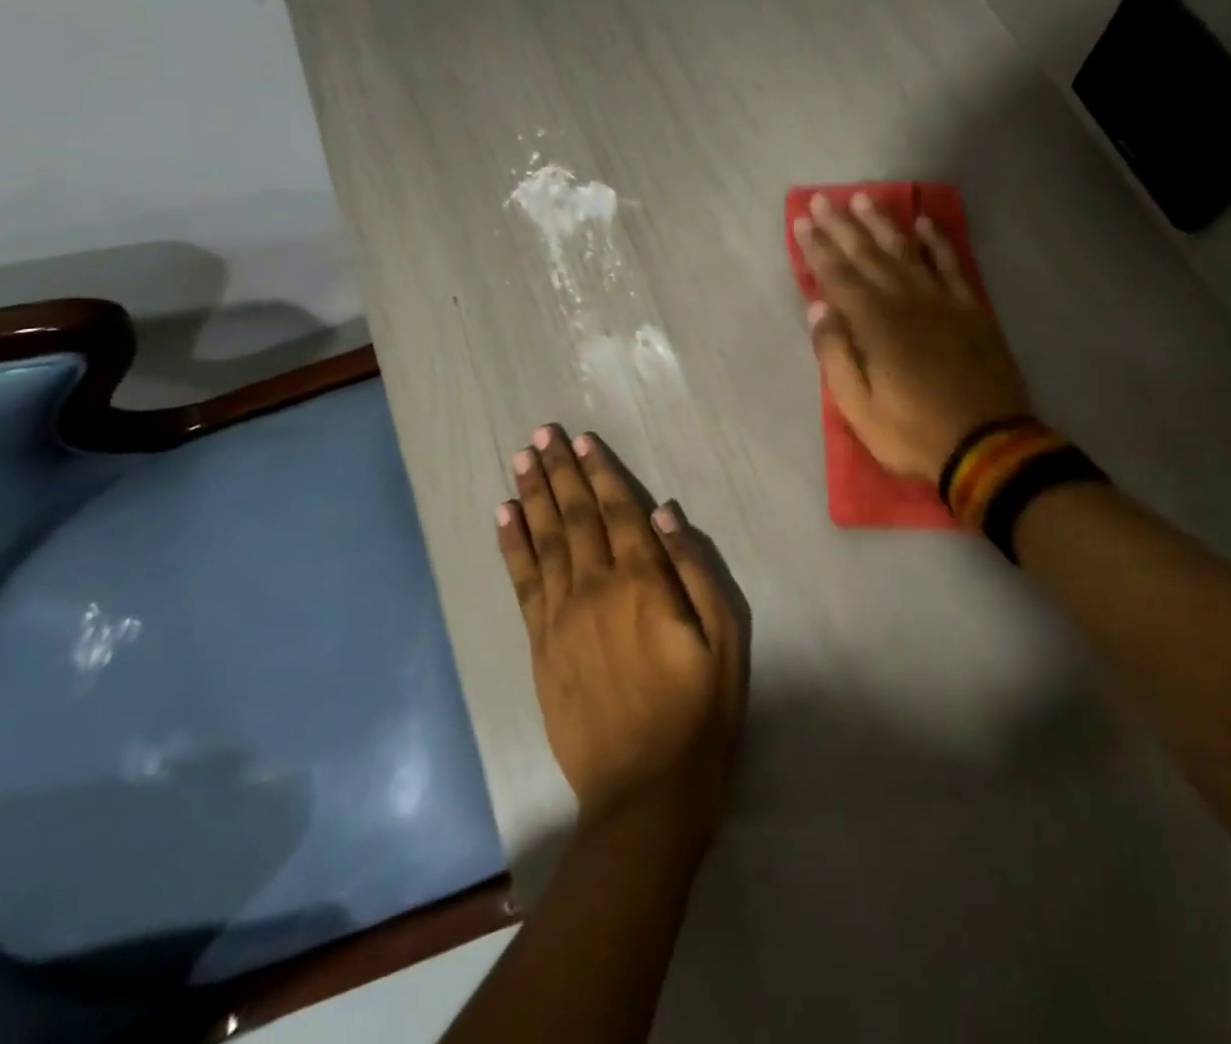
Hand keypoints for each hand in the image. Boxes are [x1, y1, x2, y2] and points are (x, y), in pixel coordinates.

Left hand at [497, 425, 745, 845]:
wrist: (643, 794)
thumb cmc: (698, 714)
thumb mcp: (725, 641)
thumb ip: (696, 571)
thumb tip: (666, 515)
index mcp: (642, 584)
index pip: (618, 512)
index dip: (600, 473)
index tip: (582, 441)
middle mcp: (595, 589)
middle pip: (576, 518)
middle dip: (559, 473)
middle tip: (541, 435)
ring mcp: (560, 617)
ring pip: (544, 541)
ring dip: (532, 497)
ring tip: (521, 460)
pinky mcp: (540, 646)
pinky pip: (522, 583)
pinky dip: (512, 545)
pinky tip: (505, 517)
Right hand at [795, 191, 1038, 480]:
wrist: (990, 446)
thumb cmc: (915, 433)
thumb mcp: (860, 409)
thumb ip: (836, 356)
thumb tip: (819, 309)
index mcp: (876, 326)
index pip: (838, 277)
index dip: (817, 248)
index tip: (801, 221)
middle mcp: (907, 301)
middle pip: (869, 255)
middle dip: (842, 226)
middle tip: (822, 200)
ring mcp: (943, 302)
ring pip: (907, 251)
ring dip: (883, 224)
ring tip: (864, 199)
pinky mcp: (971, 309)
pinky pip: (951, 265)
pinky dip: (937, 242)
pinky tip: (925, 223)